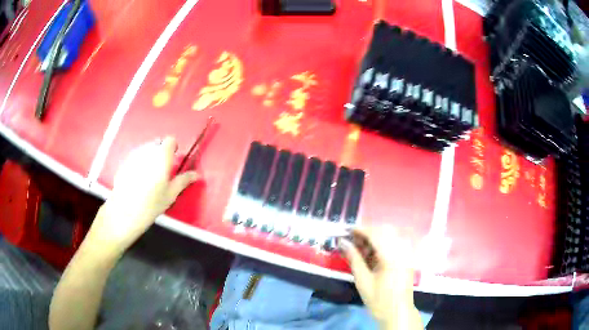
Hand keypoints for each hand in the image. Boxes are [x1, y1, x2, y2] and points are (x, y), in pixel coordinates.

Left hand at [89, 136, 198, 253]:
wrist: (125, 211)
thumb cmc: (151, 203)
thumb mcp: (171, 194)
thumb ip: (183, 181)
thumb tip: (196, 175)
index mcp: (161, 156)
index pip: (170, 140)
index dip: (173, 148)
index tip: (173, 160)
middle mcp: (147, 151)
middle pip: (157, 143)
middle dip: (161, 153)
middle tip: (161, 171)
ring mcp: (134, 155)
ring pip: (146, 150)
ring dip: (150, 157)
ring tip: (149, 176)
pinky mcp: (125, 162)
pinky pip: (136, 157)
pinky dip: (139, 163)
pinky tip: (137, 180)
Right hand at [339, 226, 421, 329]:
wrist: (397, 312)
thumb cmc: (378, 299)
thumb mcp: (363, 280)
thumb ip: (354, 258)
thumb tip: (342, 242)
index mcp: (392, 256)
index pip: (375, 234)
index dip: (359, 230)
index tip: (345, 230)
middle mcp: (401, 250)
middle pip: (384, 231)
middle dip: (366, 233)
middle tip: (351, 240)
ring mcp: (406, 253)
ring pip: (389, 236)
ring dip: (374, 238)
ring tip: (359, 248)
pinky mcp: (407, 258)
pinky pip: (394, 243)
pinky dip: (382, 244)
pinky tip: (371, 254)